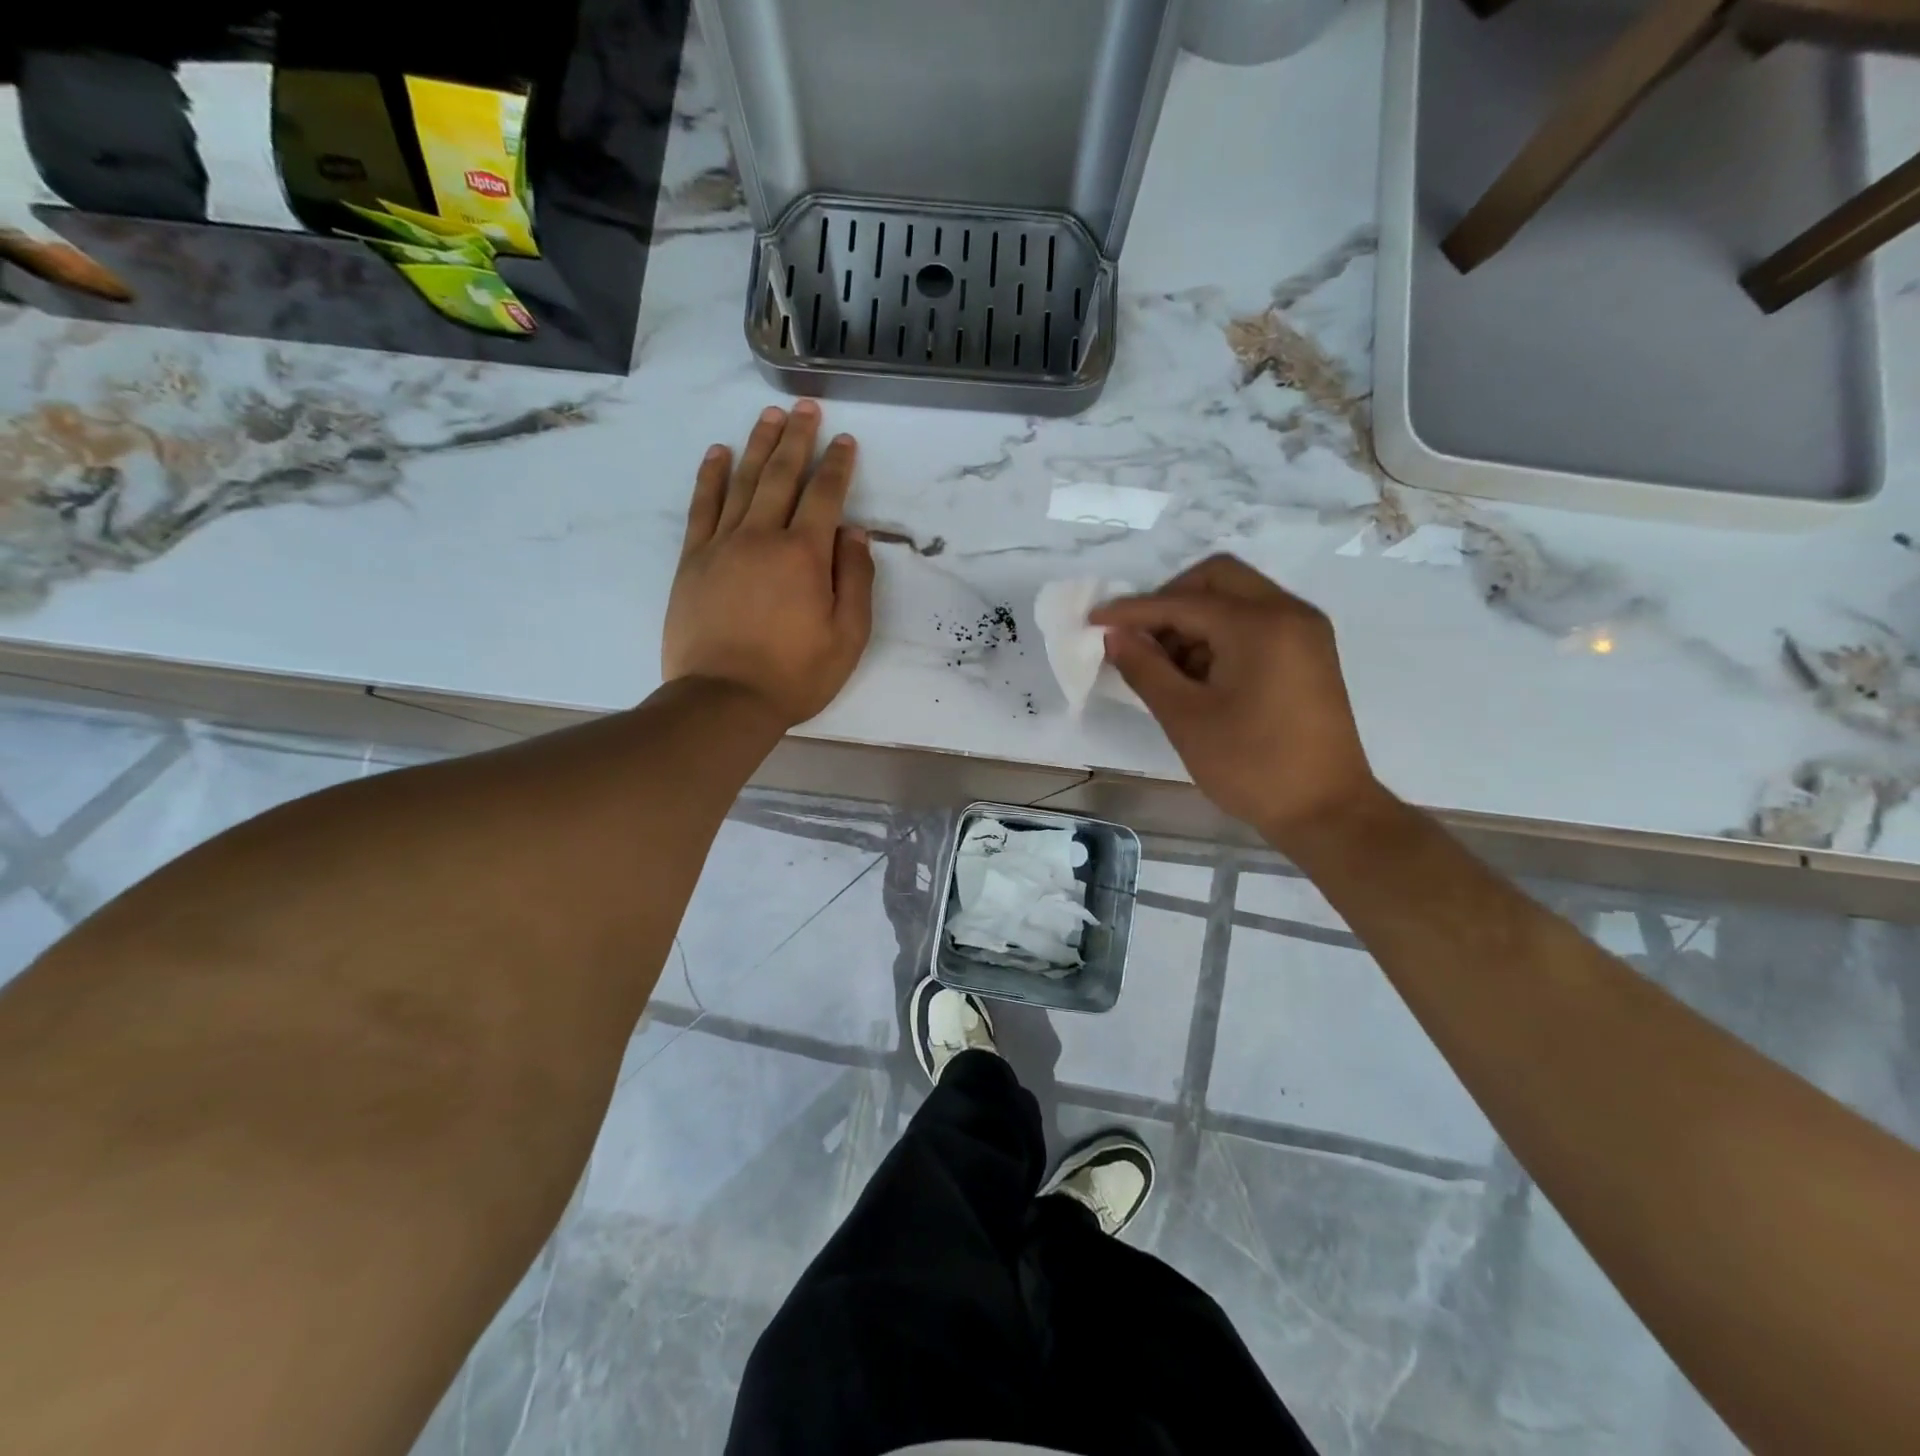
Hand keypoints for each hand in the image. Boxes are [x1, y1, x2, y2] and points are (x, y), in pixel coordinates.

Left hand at [662, 402, 874, 726]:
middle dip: (797, 438)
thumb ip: (855, 580)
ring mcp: (722, 545)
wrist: (723, 700)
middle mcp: (763, 537)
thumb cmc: (795, 675)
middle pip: (781, 475)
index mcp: (805, 555)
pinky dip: (711, 476)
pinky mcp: (694, 560)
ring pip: (742, 481)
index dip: (837, 466)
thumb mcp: (848, 637)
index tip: (845, 442)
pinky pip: (702, 507)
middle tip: (806, 408)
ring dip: (758, 445)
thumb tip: (853, 534)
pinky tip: (717, 454)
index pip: (825, 496)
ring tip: (770, 416)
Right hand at [1089, 555, 1384, 847]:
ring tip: (1167, 667)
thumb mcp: (1185, 718)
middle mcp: (1288, 612)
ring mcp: (1305, 631)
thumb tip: (1114, 635)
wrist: (1327, 811)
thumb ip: (1145, 668)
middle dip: (1170, 601)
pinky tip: (1200, 674)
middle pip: (1217, 578)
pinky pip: (1256, 621)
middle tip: (1140, 639)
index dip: (1133, 610)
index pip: (1183, 601)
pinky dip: (1222, 634)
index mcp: (1260, 625)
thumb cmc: (1252, 766)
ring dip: (1195, 619)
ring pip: (1237, 598)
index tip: (1094, 620)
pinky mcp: (1310, 652)